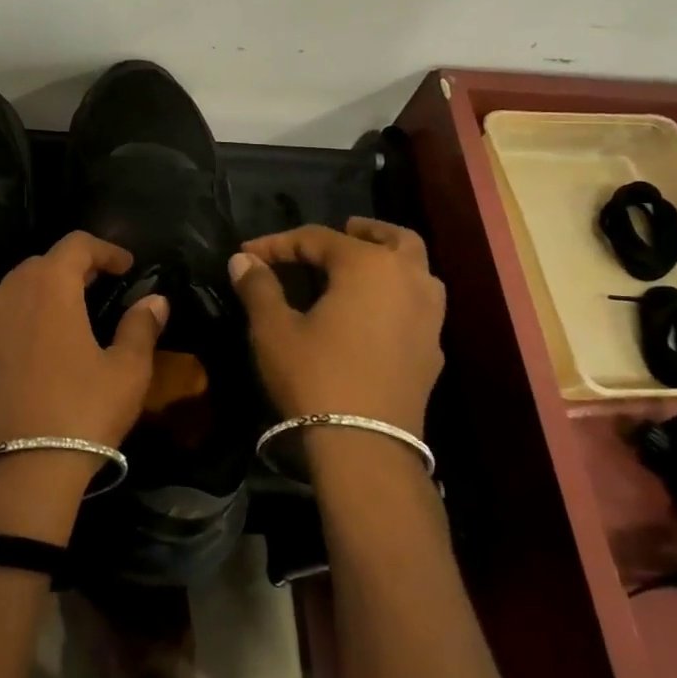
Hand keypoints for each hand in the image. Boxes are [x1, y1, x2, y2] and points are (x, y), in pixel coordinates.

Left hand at [0, 231, 169, 454]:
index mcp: (48, 286)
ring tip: (72, 312)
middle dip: (75, 267)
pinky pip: (1, 317)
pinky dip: (24, 316)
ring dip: (46, 290)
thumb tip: (155, 300)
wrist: (16, 472)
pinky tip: (41, 345)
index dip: (106, 249)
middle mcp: (9, 292)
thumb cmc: (81, 412)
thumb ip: (141, 327)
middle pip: (43, 262)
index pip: (76, 244)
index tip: (128, 266)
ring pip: (17, 288)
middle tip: (103, 286)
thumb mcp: (126, 371)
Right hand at [228, 218, 444, 434]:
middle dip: (364, 231)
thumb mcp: (274, 329)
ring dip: (391, 260)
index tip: (248, 253)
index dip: (279, 243)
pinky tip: (375, 315)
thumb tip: (243, 259)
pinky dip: (399, 295)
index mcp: (368, 266)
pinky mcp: (432, 349)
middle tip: (341, 232)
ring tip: (362, 270)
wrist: (365, 446)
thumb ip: (259, 287)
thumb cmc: (315, 376)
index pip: (318, 238)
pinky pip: (419, 305)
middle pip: (393, 238)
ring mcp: (429, 316)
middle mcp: (408, 280)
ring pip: (417, 269)